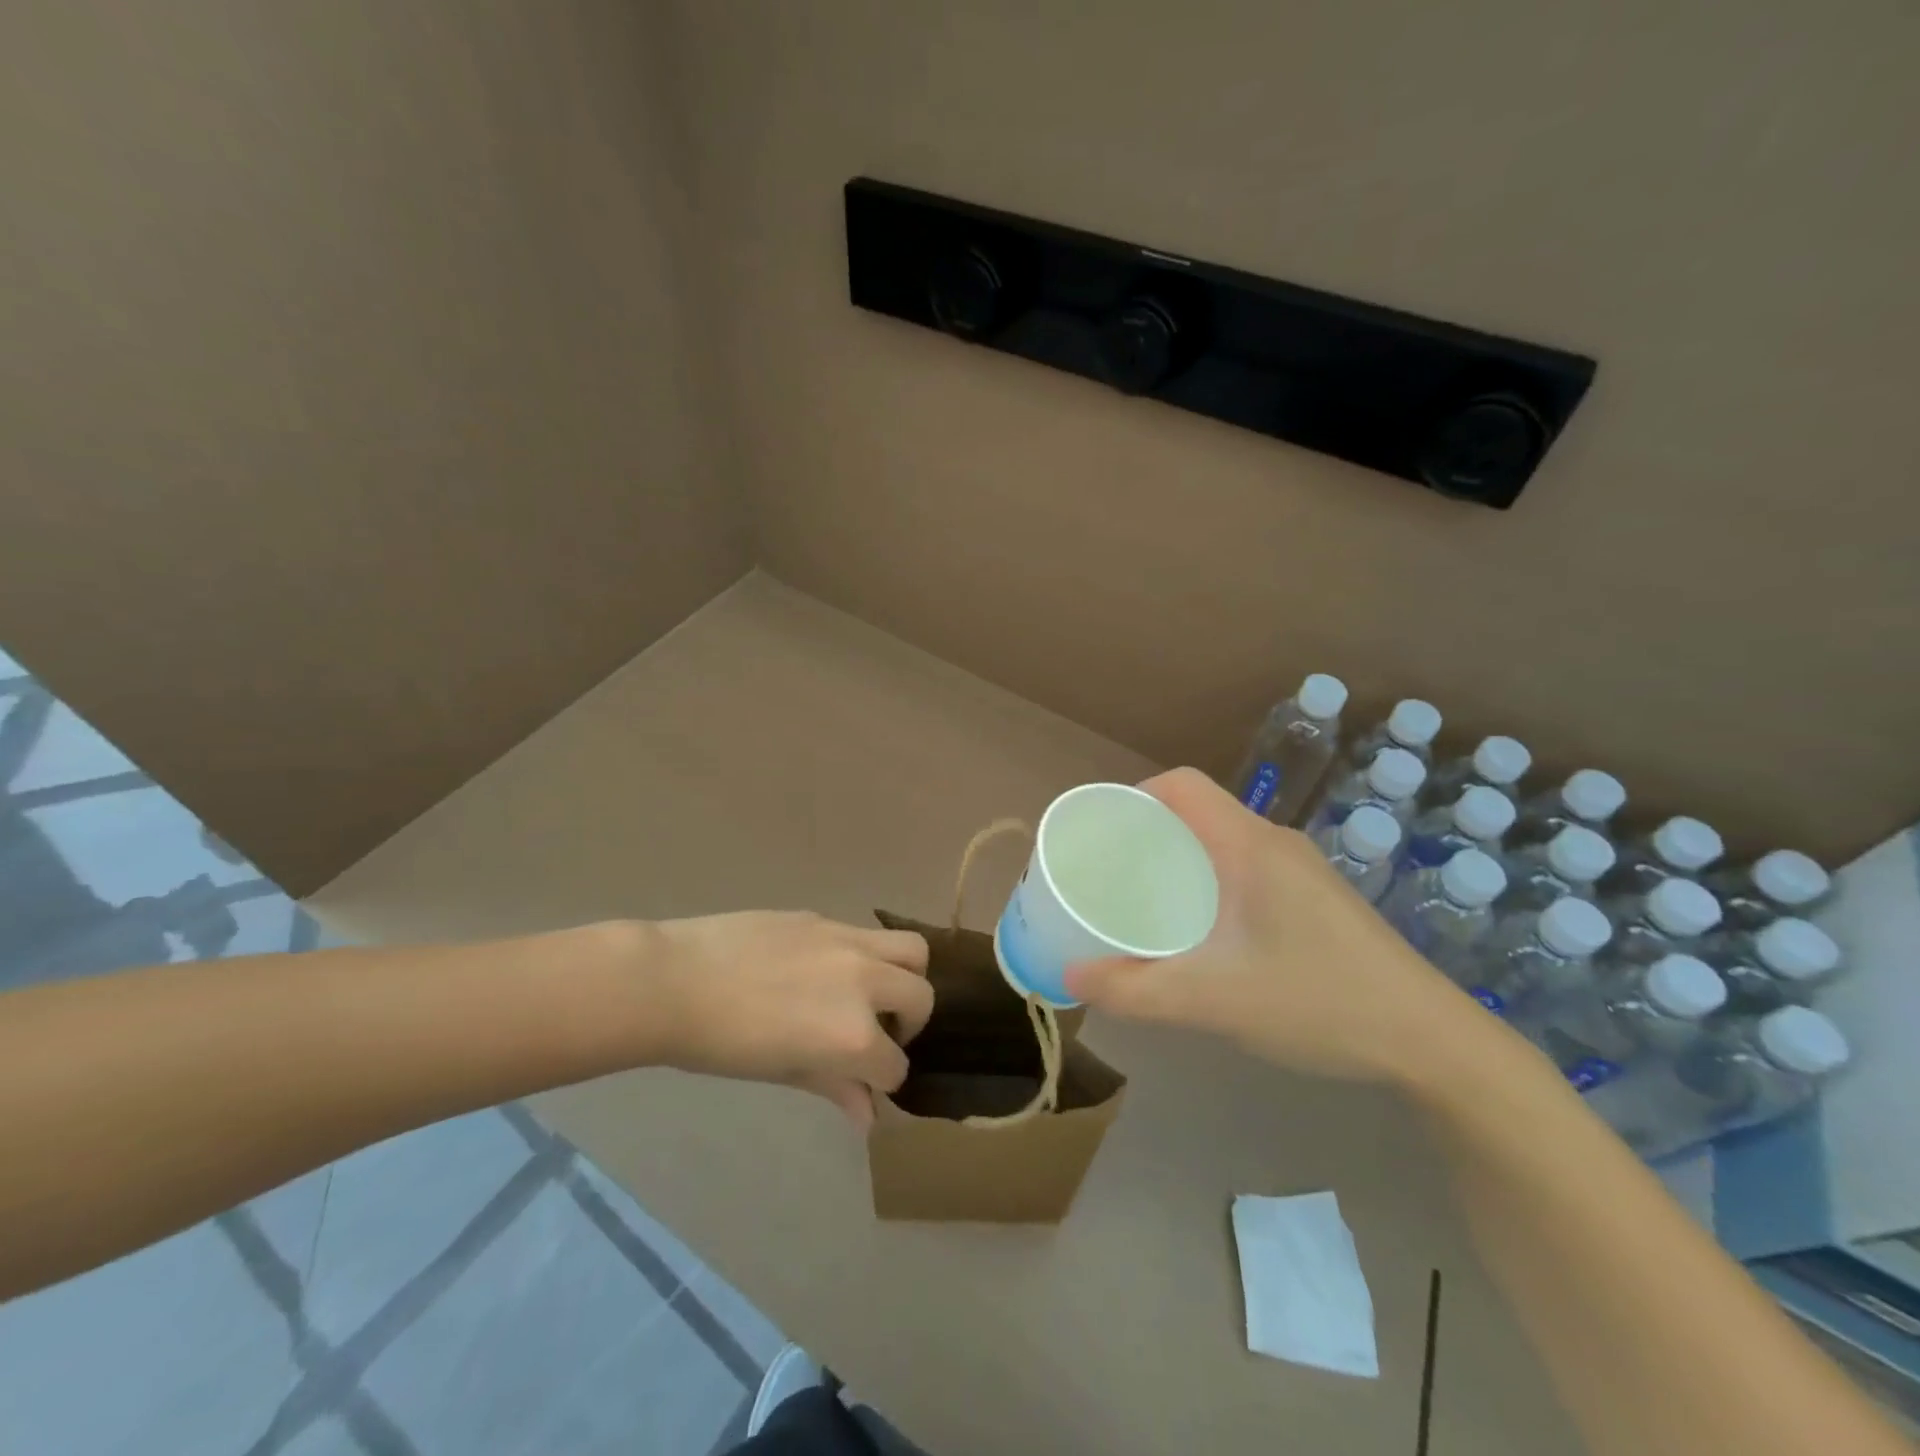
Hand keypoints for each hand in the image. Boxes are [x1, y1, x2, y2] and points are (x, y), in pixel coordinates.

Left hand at [647, 911, 931, 1127]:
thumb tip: (869, 1116)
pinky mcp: (825, 918)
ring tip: (873, 990)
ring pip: (912, 950)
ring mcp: (847, 941)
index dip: (882, 1078)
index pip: (895, 1064)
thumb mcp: (783, 1072)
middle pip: (921, 997)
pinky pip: (866, 934)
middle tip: (877, 1032)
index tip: (864, 1080)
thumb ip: (835, 1088)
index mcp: (853, 1035)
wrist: (673, 981)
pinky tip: (826, 969)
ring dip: (905, 975)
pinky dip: (866, 956)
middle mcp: (864, 982)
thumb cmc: (721, 1044)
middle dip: (910, 1023)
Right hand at [1064, 767, 1472, 1081]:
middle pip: (1198, 813)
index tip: (1104, 836)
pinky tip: (1205, 936)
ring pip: (1223, 845)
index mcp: (1250, 845)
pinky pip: (1246, 871)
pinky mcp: (1317, 900)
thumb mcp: (1214, 1001)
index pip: (1181, 785)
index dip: (1135, 797)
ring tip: (1148, 906)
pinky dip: (1211, 885)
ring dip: (1181, 863)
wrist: (1433, 1043)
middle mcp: (1276, 844)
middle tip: (1113, 878)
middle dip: (1149, 836)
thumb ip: (1135, 991)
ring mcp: (1302, 872)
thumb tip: (1072, 976)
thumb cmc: (1319, 1002)